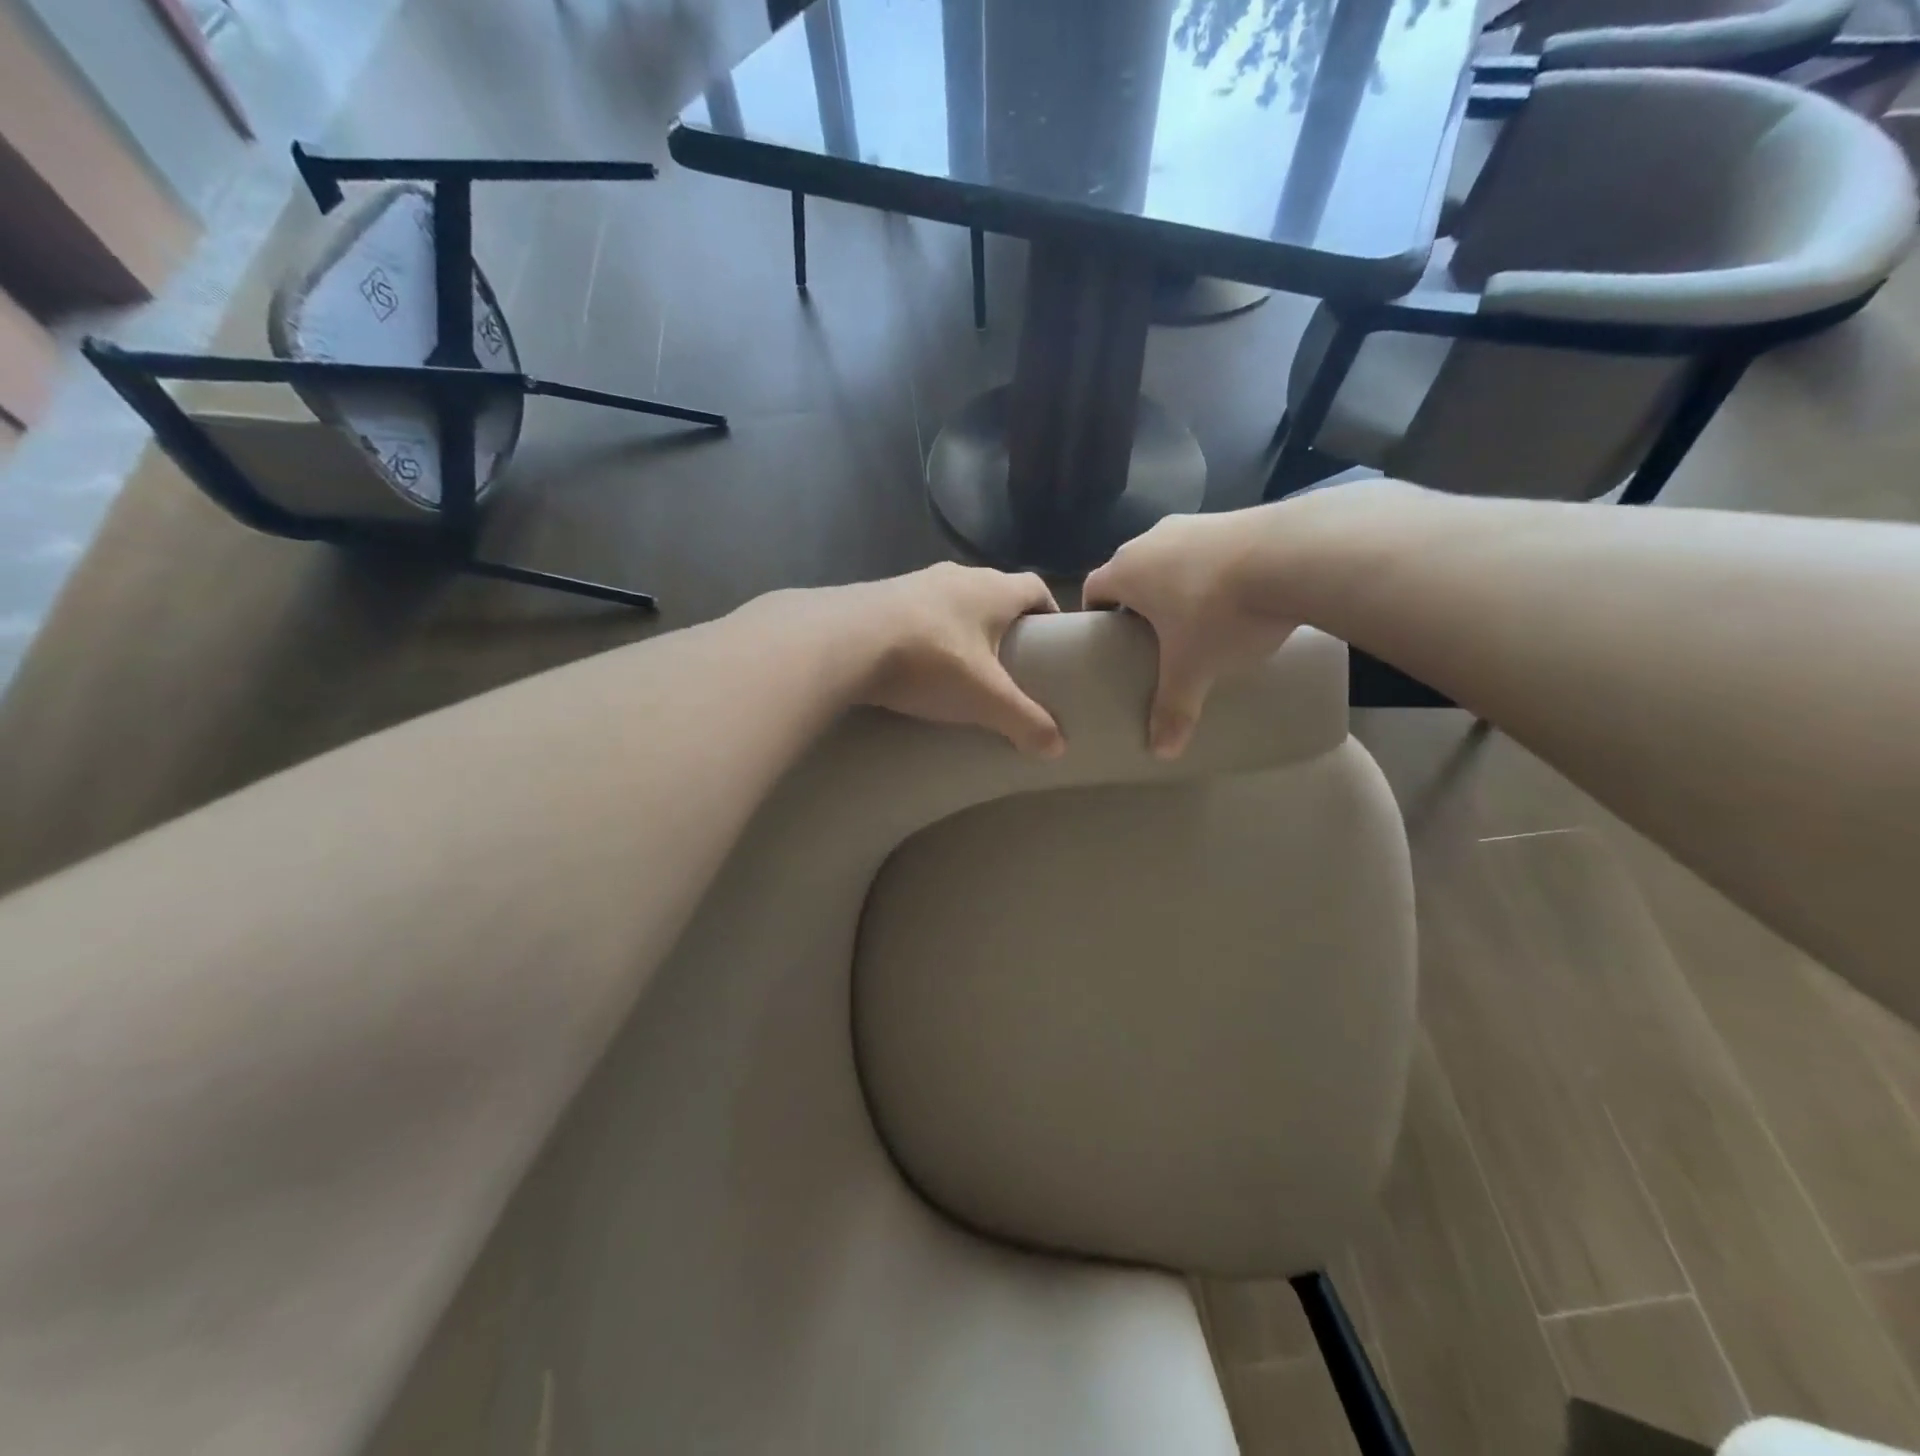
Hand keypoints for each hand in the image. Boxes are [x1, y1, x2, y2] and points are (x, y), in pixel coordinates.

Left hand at [849, 562, 1064, 756]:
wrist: (843, 641)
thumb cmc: (931, 661)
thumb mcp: (985, 698)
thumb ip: (1024, 721)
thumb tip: (1058, 748)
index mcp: (993, 589)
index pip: (1036, 590)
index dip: (1049, 613)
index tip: (1053, 642)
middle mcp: (958, 575)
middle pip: (994, 594)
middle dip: (1005, 625)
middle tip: (1010, 663)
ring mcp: (915, 581)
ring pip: (952, 601)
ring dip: (962, 627)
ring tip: (962, 666)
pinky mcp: (880, 596)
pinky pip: (916, 612)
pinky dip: (926, 632)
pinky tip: (917, 663)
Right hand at [1084, 512, 1297, 758]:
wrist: (1293, 555)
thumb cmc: (1219, 614)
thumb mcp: (1194, 669)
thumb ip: (1173, 709)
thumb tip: (1162, 753)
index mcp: (1128, 570)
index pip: (1094, 586)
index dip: (1096, 611)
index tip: (1107, 635)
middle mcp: (1152, 539)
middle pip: (1131, 569)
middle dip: (1137, 599)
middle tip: (1151, 634)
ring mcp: (1195, 522)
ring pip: (1170, 555)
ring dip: (1175, 580)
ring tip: (1197, 614)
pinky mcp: (1234, 516)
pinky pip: (1207, 547)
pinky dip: (1210, 568)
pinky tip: (1235, 592)